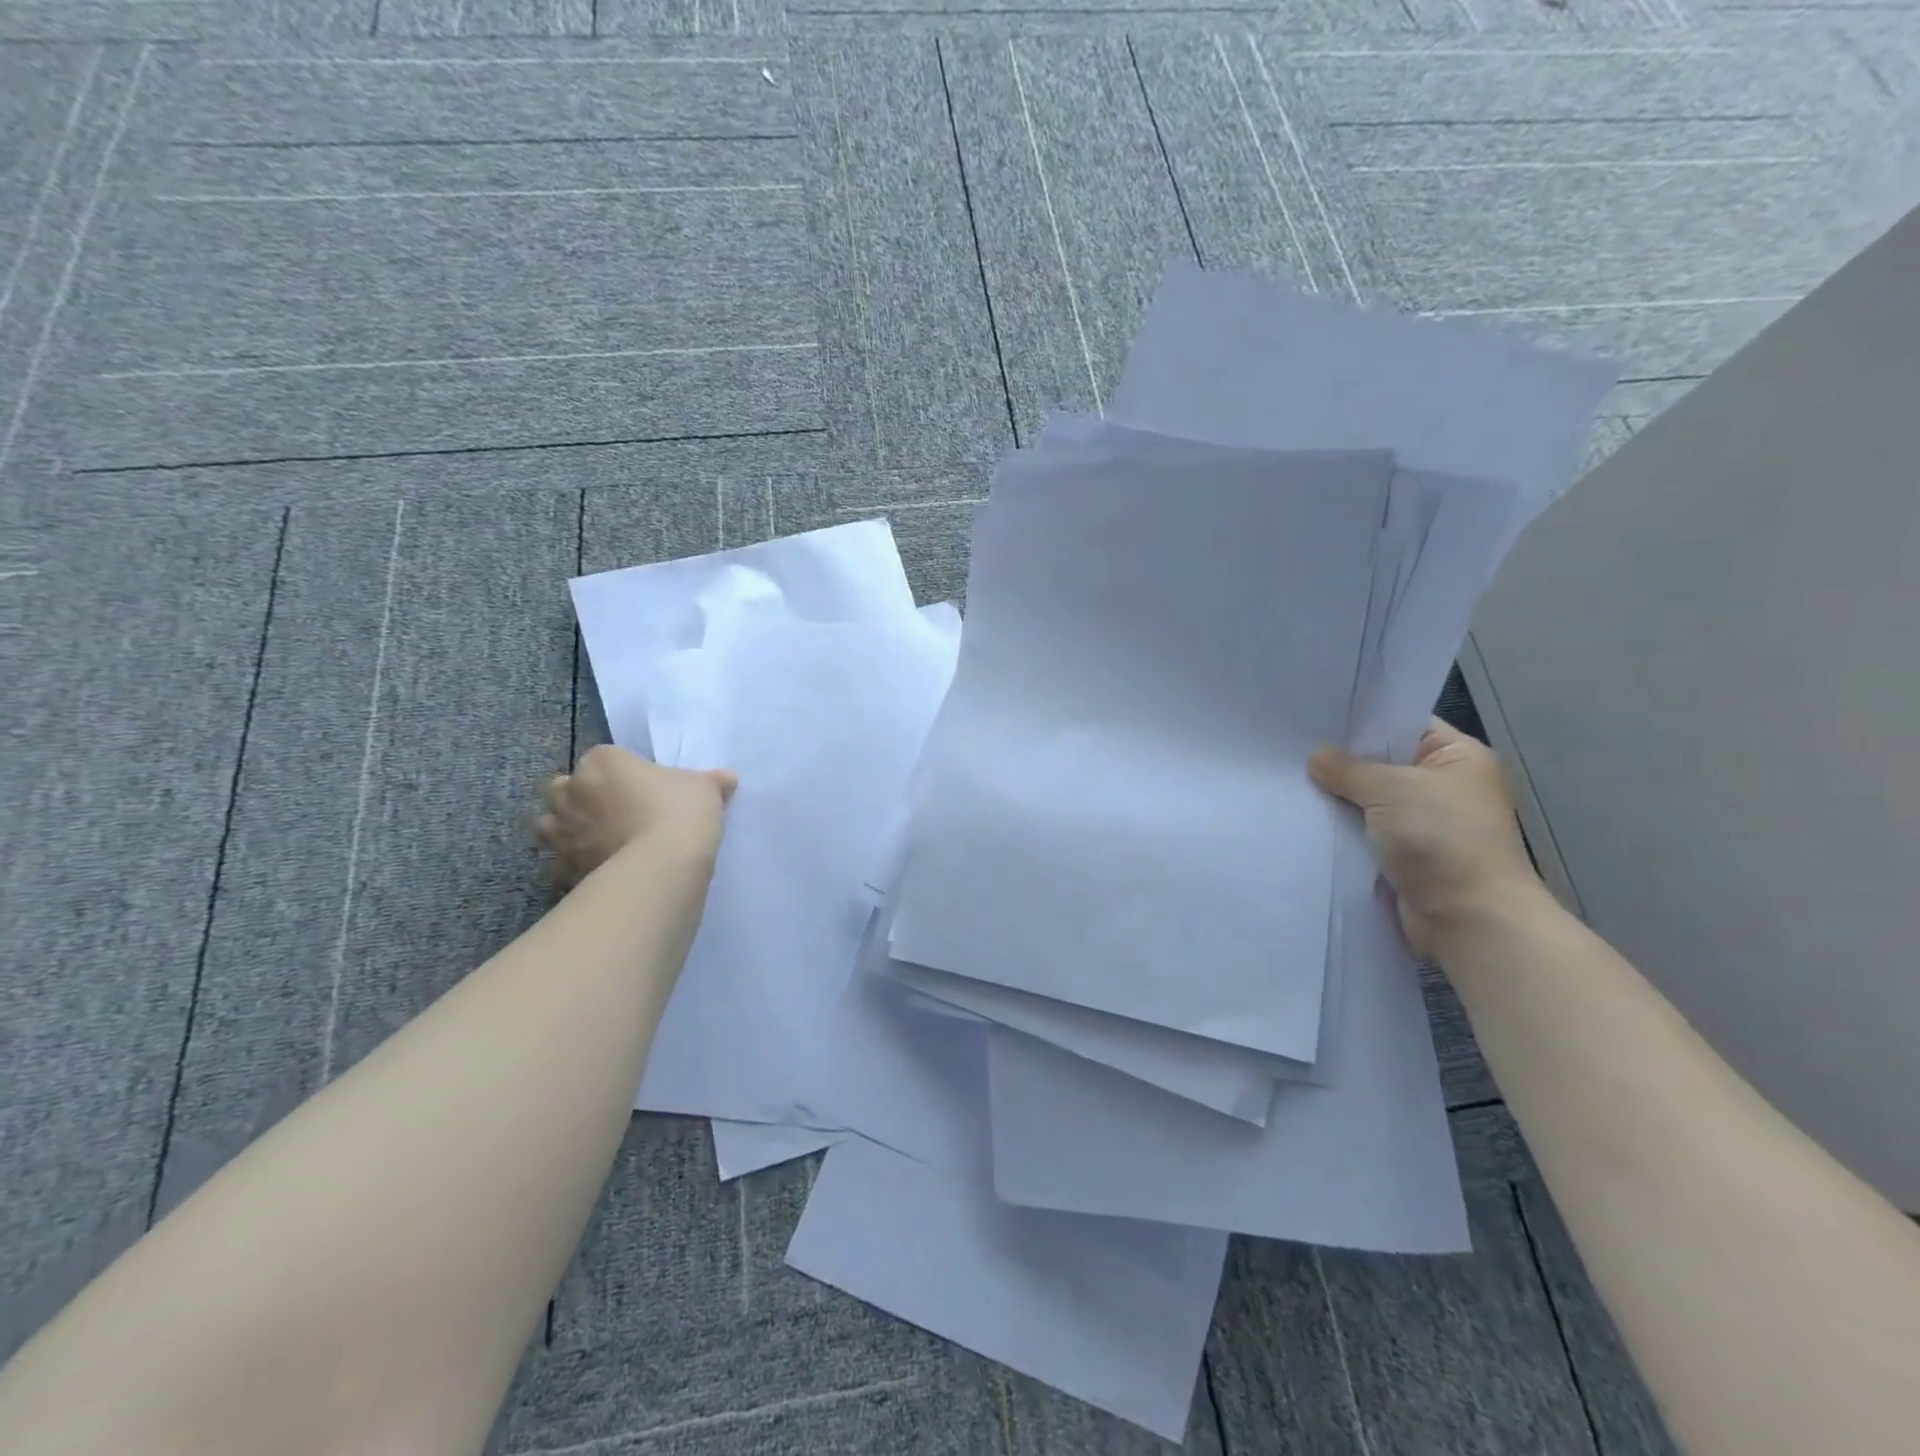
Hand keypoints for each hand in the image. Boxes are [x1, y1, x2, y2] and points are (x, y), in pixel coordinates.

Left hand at [535, 745, 736, 889]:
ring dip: (569, 830)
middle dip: (583, 797)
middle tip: (618, 812)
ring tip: (601, 842)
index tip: (647, 789)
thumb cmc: (680, 813)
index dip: (625, 773)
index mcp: (602, 761)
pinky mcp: (561, 869)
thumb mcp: (706, 790)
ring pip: (552, 824)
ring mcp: (561, 832)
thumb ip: (711, 782)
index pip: (607, 757)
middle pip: (566, 787)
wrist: (660, 869)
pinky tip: (601, 870)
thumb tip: (726, 780)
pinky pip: (563, 862)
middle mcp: (571, 791)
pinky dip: (576, 865)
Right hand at [1309, 719, 1544, 958]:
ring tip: (1290, 780)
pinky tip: (1307, 816)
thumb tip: (1316, 757)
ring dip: (1339, 797)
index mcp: (1458, 757)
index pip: (1403, 724)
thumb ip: (1348, 769)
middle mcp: (1444, 785)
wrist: (1468, 916)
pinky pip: (1366, 831)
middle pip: (1382, 762)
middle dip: (1342, 761)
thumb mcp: (1390, 789)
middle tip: (1292, 748)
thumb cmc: (1441, 838)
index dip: (1362, 719)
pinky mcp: (1406, 854)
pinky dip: (1343, 827)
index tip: (1316, 716)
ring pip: (1370, 799)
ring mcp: (1425, 822)